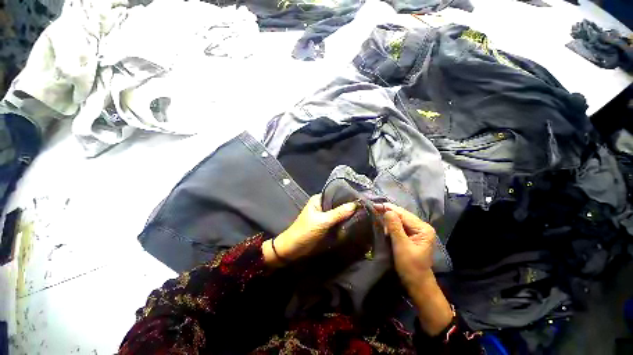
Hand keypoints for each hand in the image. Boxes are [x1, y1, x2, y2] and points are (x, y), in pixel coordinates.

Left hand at [262, 194, 356, 266]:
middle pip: (338, 203)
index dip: (347, 195)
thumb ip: (338, 213)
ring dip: (348, 214)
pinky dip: (344, 221)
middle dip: (349, 206)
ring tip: (363, 213)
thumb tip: (355, 204)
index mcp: (318, 199)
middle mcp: (322, 205)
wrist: (293, 248)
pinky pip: (337, 220)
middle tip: (365, 207)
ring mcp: (324, 215)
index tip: (361, 198)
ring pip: (339, 212)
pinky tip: (355, 221)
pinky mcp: (326, 224)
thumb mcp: (322, 221)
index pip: (335, 193)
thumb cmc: (305, 231)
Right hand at [381, 203, 452, 335]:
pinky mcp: (412, 236)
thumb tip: (387, 211)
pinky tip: (384, 225)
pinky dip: (391, 225)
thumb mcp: (401, 246)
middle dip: (388, 213)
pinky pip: (400, 226)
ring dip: (389, 219)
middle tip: (374, 208)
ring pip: (400, 220)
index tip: (375, 205)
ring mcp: (417, 231)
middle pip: (402, 216)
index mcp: (423, 228)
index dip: (389, 209)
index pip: (404, 214)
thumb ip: (395, 227)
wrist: (417, 284)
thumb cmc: (410, 266)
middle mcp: (422, 227)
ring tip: (377, 216)